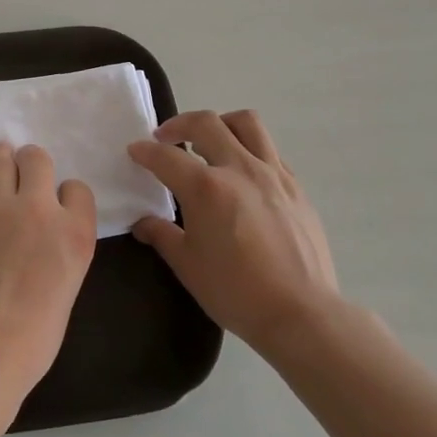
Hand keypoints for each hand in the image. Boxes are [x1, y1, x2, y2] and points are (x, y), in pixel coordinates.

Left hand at [0, 142, 97, 396]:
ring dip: (4, 159)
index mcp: (74, 232)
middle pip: (37, 158)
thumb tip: (41, 237)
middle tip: (25, 170)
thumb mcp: (66, 285)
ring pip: (2, 160)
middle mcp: (39, 209)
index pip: (77, 188)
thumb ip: (58, 248)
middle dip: (32, 162)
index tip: (57, 204)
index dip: (66, 194)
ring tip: (2, 159)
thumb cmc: (33, 337)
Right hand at [128, 110, 339, 358]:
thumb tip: (143, 223)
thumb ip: (162, 235)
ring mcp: (273, 174)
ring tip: (210, 141)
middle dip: (179, 124)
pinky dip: (249, 149)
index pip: (166, 157)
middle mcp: (239, 169)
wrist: (301, 313)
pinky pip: (270, 150)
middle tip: (167, 138)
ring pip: (246, 123)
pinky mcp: (296, 186)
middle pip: (206, 123)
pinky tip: (243, 173)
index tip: (135, 150)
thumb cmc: (236, 292)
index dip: (145, 151)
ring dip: (221, 124)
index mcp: (207, 188)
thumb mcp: (188, 266)